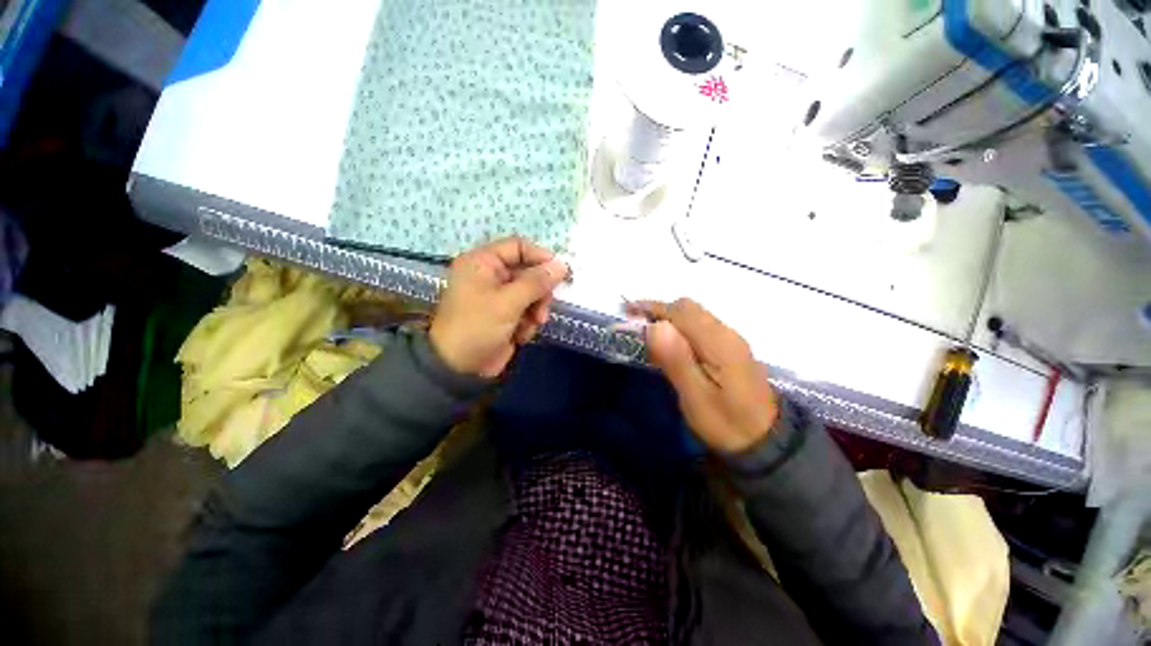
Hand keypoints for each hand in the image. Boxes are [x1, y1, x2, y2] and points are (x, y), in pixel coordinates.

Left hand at [430, 237, 568, 377]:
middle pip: (528, 271)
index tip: (560, 272)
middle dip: (539, 291)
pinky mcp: (506, 314)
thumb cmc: (478, 327)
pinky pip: (528, 310)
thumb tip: (562, 265)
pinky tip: (521, 335)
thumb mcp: (508, 302)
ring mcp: (499, 296)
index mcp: (483, 262)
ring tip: (532, 324)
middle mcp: (491, 275)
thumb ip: (536, 282)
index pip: (518, 247)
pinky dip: (528, 322)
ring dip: (536, 309)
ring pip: (532, 293)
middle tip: (543, 308)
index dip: (540, 256)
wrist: (459, 367)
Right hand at [628, 298, 778, 453]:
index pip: (680, 311)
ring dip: (668, 318)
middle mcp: (726, 333)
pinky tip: (669, 346)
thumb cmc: (726, 423)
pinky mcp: (730, 348)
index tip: (627, 313)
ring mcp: (730, 340)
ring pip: (694, 315)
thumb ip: (676, 360)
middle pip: (688, 307)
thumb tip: (655, 326)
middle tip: (635, 327)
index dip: (652, 308)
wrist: (767, 442)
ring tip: (647, 335)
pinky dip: (679, 328)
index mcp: (719, 343)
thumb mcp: (696, 397)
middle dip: (658, 311)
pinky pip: (700, 327)